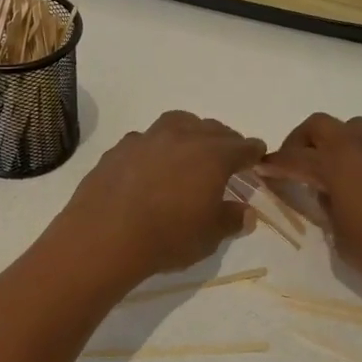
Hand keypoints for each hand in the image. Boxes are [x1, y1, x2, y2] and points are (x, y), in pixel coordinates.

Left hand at [54, 111, 264, 285]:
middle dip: (224, 140)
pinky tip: (151, 165)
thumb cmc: (167, 237)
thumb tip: (246, 212)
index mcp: (212, 155)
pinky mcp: (119, 148)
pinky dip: (156, 147)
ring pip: (177, 123)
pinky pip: (146, 139)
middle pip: (211, 128)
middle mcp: (181, 137)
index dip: (252, 153)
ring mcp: (147, 138)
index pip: (242, 146)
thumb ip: (231, 219)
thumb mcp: (209, 236)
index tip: (256, 158)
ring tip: (190, 150)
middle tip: (227, 156)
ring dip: (189, 132)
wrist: (104, 237)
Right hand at [263, 113, 361, 297]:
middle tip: (294, 165)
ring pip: (349, 128)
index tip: (261, 168)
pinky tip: (357, 182)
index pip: (294, 158)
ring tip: (327, 171)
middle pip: (319, 126)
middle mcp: (359, 148)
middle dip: (300, 141)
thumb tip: (326, 194)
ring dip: (331, 142)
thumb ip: (327, 211)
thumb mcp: (344, 240)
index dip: (274, 164)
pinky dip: (355, 152)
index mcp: (337, 166)